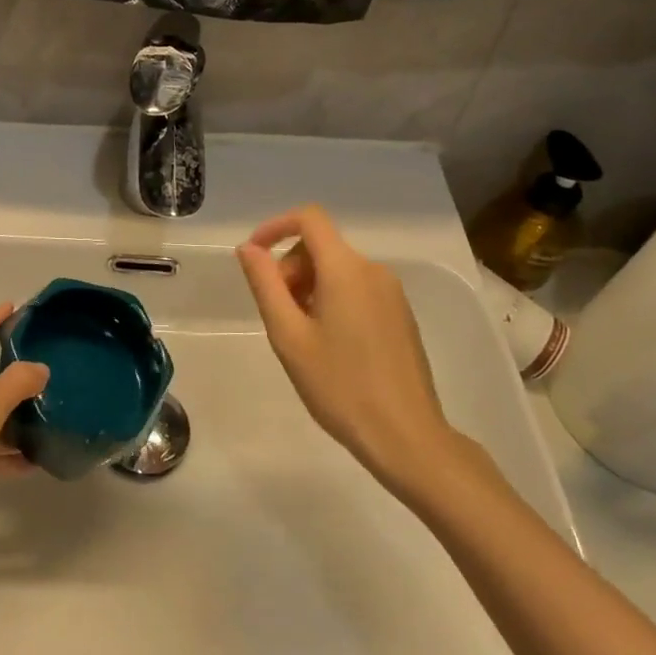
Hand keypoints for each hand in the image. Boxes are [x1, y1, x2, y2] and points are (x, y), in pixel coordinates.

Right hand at [237, 206, 472, 496]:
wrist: (406, 435)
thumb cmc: (339, 386)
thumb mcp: (288, 335)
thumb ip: (265, 284)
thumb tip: (249, 249)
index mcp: (346, 269)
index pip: (309, 218)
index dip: (275, 227)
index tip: (254, 257)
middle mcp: (373, 270)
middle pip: (321, 247)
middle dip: (290, 269)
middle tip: (277, 315)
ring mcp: (392, 293)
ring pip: (338, 270)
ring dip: (309, 288)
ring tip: (301, 336)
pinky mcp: (401, 315)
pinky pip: (357, 289)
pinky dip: (332, 300)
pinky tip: (328, 345)